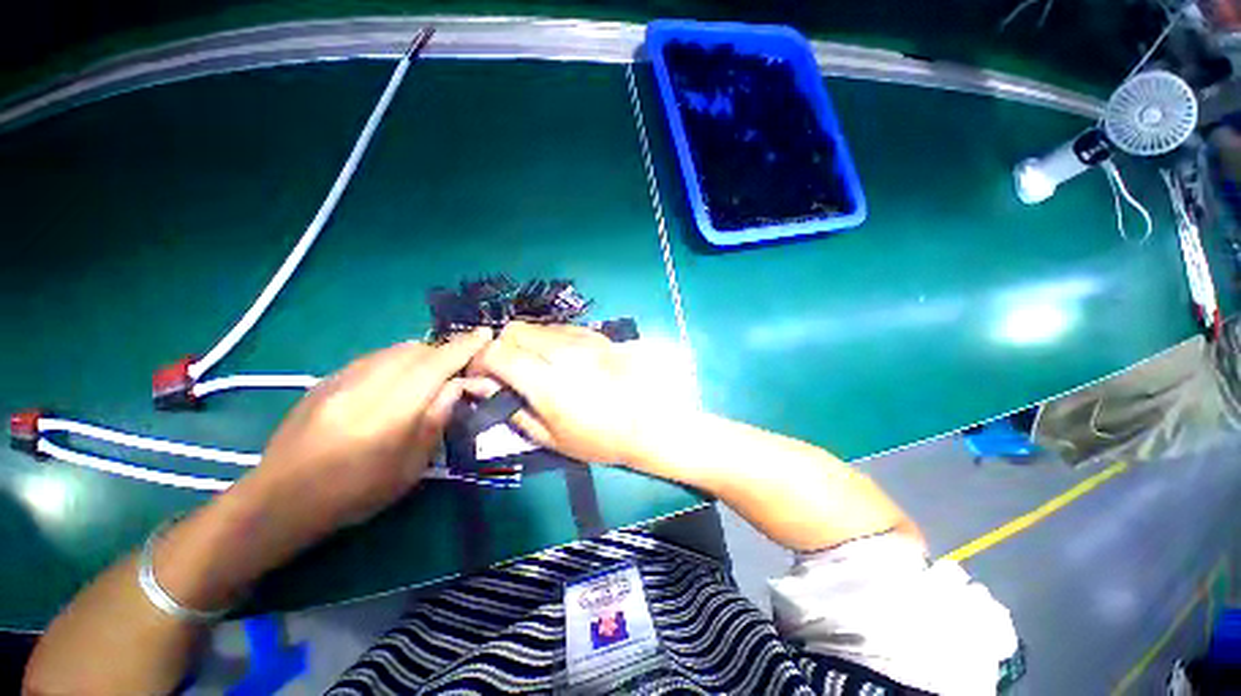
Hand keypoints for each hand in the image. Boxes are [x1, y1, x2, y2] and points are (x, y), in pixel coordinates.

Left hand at [246, 329, 491, 534]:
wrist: (281, 499)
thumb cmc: (356, 493)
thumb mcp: (410, 466)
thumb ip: (436, 419)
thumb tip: (458, 385)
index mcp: (391, 411)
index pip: (437, 364)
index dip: (464, 347)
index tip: (485, 334)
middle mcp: (367, 385)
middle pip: (416, 350)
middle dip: (444, 351)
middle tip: (459, 366)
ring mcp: (342, 378)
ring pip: (394, 350)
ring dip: (421, 354)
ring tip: (431, 373)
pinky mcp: (327, 380)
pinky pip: (374, 357)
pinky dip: (396, 360)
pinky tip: (396, 379)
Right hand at [466, 322, 695, 467]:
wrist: (651, 423)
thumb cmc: (600, 439)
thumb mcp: (549, 437)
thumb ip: (510, 407)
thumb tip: (479, 386)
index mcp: (547, 381)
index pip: (497, 351)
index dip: (480, 362)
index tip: (482, 377)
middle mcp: (563, 351)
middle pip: (515, 330)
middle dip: (502, 348)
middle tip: (509, 372)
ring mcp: (583, 339)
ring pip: (538, 326)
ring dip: (527, 343)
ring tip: (536, 367)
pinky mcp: (598, 336)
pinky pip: (561, 328)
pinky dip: (549, 340)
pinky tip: (561, 360)